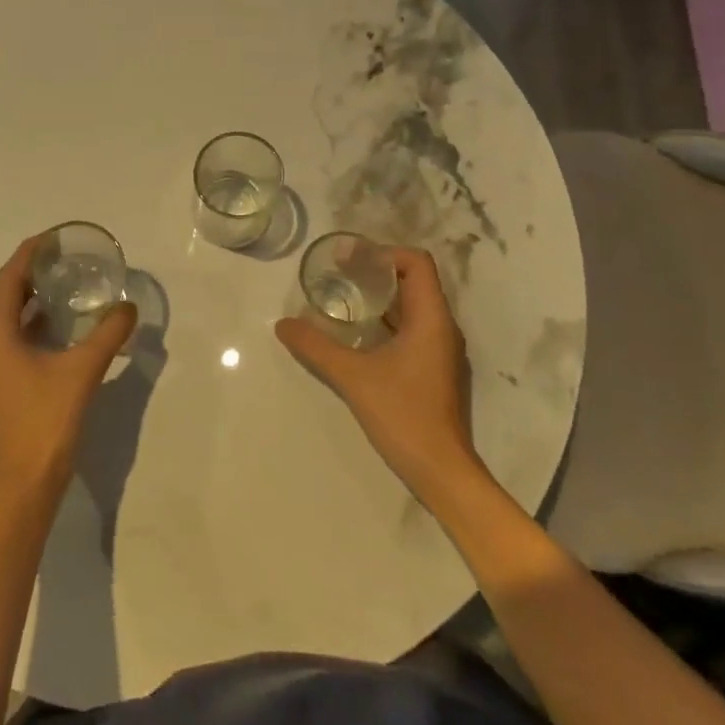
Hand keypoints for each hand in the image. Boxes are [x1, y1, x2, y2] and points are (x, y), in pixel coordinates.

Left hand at [0, 235, 138, 505]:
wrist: (27, 484)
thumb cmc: (47, 421)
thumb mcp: (82, 371)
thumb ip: (107, 334)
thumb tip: (128, 307)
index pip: (7, 280)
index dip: (28, 255)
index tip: (53, 238)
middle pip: (4, 296)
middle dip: (31, 273)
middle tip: (64, 257)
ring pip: (8, 319)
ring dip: (32, 298)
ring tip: (65, 283)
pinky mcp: (2, 385)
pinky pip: (14, 339)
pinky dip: (34, 324)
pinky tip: (62, 325)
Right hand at [274, 246, 479, 502]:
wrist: (440, 470)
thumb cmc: (403, 414)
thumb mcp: (352, 377)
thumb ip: (316, 346)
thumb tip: (283, 324)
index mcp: (431, 319)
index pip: (417, 263)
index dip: (384, 253)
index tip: (350, 261)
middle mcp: (441, 327)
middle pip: (414, 281)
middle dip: (376, 272)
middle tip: (338, 275)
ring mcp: (440, 349)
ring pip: (412, 306)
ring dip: (380, 298)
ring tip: (342, 299)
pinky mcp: (433, 368)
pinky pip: (411, 328)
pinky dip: (386, 321)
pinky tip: (357, 334)